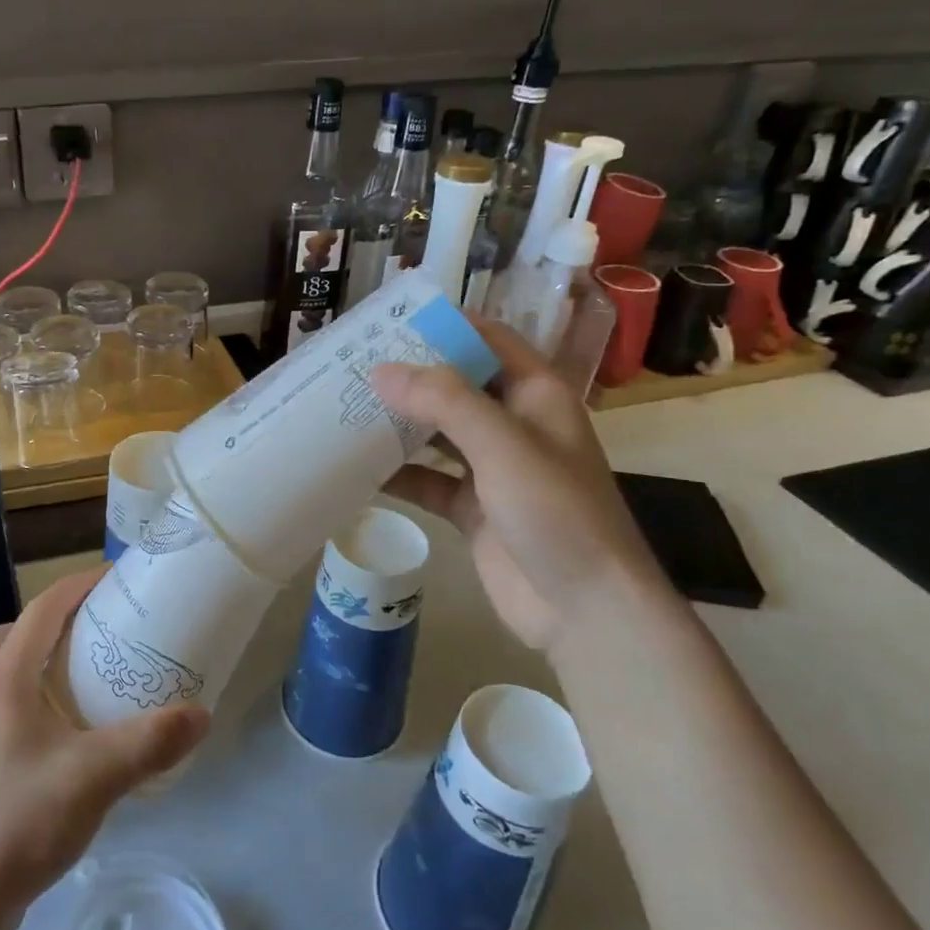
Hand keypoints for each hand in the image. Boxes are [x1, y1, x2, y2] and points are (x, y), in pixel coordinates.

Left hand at [0, 567, 209, 929]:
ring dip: (45, 660)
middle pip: (15, 632)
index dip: (80, 585)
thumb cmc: (19, 820)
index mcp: (5, 677)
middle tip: (100, 632)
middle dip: (56, 621)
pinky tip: (74, 730)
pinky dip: (39, 696)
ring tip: (91, 677)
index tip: (119, 579)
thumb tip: (203, 714)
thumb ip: (150, 742)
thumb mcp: (95, 776)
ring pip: (8, 669)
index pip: (44, 608)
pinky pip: (10, 703)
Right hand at [373, 313, 670, 651]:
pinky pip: (427, 480)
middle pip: (456, 386)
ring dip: (398, 422)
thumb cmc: (556, 513)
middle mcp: (513, 425)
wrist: (584, 610)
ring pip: (437, 433)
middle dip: (410, 375)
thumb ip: (445, 401)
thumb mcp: (504, 445)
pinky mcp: (472, 508)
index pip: (489, 341)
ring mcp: (492, 469)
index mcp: (536, 395)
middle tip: (352, 364)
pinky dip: (397, 473)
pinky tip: (357, 468)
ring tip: (344, 407)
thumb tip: (382, 370)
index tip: (390, 319)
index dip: (446, 326)